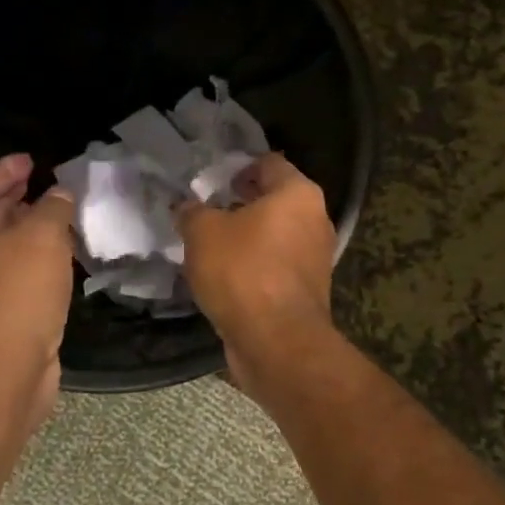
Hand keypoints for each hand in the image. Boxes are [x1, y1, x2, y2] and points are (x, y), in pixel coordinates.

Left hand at [0, 153, 75, 428]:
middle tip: (44, 184)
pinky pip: (8, 275)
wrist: (2, 372)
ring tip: (57, 217)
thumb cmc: (15, 293)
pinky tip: (57, 259)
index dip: (5, 169)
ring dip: (25, 231)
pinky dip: (30, 260)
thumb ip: (53, 208)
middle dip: (14, 199)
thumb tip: (59, 194)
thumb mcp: (41, 238)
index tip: (31, 160)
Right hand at [175, 153, 335, 393]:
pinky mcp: (308, 289)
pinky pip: (277, 265)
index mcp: (298, 193)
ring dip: (247, 236)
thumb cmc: (243, 272)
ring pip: (276, 234)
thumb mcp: (202, 232)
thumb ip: (192, 211)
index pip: (267, 163)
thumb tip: (188, 207)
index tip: (210, 180)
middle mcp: (316, 219)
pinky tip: (226, 275)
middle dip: (240, 203)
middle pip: (274, 199)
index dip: (236, 167)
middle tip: (206, 211)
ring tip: (211, 245)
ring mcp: (316, 256)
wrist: (276, 342)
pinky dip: (256, 265)